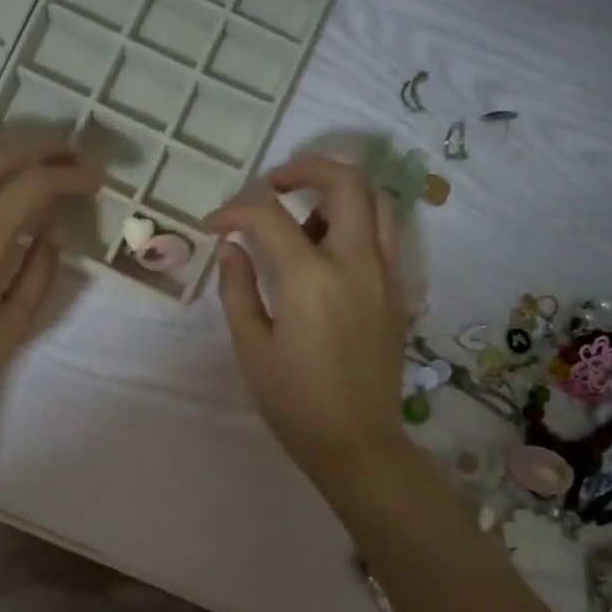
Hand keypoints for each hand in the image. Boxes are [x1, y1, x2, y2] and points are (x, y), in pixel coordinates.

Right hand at [206, 155, 410, 486]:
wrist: (357, 442)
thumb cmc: (294, 401)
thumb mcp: (251, 347)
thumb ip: (237, 289)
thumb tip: (232, 248)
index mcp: (310, 278)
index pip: (268, 216)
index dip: (234, 211)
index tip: (214, 226)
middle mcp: (356, 262)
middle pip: (345, 181)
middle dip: (304, 168)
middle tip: (272, 186)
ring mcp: (385, 274)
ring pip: (377, 201)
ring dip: (338, 194)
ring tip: (304, 220)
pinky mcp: (397, 291)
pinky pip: (384, 234)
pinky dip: (357, 222)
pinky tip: (327, 254)